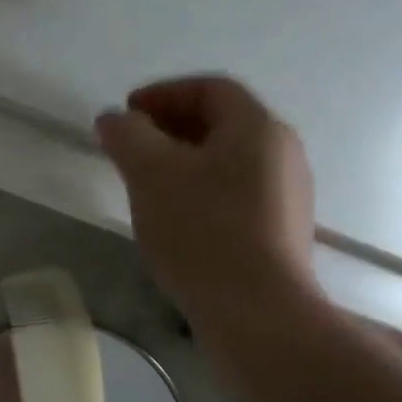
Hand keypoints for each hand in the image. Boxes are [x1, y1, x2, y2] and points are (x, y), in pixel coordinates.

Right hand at [95, 77, 319, 336]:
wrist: (256, 312)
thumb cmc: (202, 230)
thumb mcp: (150, 173)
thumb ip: (127, 136)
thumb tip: (114, 119)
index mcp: (257, 127)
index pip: (210, 89)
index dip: (163, 93)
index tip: (126, 113)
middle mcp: (282, 152)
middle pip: (222, 122)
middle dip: (170, 126)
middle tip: (130, 146)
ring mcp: (287, 194)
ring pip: (228, 160)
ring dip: (184, 160)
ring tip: (145, 182)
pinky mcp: (280, 231)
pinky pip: (235, 192)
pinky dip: (200, 189)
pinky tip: (175, 217)